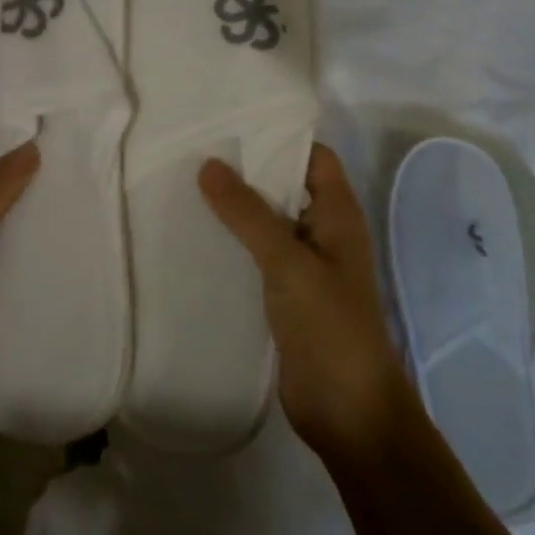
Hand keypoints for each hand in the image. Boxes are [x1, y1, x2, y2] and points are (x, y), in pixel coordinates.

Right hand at [199, 144, 413, 464]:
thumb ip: (247, 212)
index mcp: (339, 215)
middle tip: (197, 150)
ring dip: (237, 208)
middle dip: (249, 170)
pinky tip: (198, 237)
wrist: (347, 411)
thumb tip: (209, 164)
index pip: (313, 156)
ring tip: (187, 187)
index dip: (280, 137)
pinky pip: (258, 256)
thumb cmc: (329, 325)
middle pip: (287, 186)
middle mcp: (324, 233)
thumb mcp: (286, 261)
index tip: (233, 123)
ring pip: (269, 222)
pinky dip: (234, 243)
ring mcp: (306, 266)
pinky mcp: (287, 295)